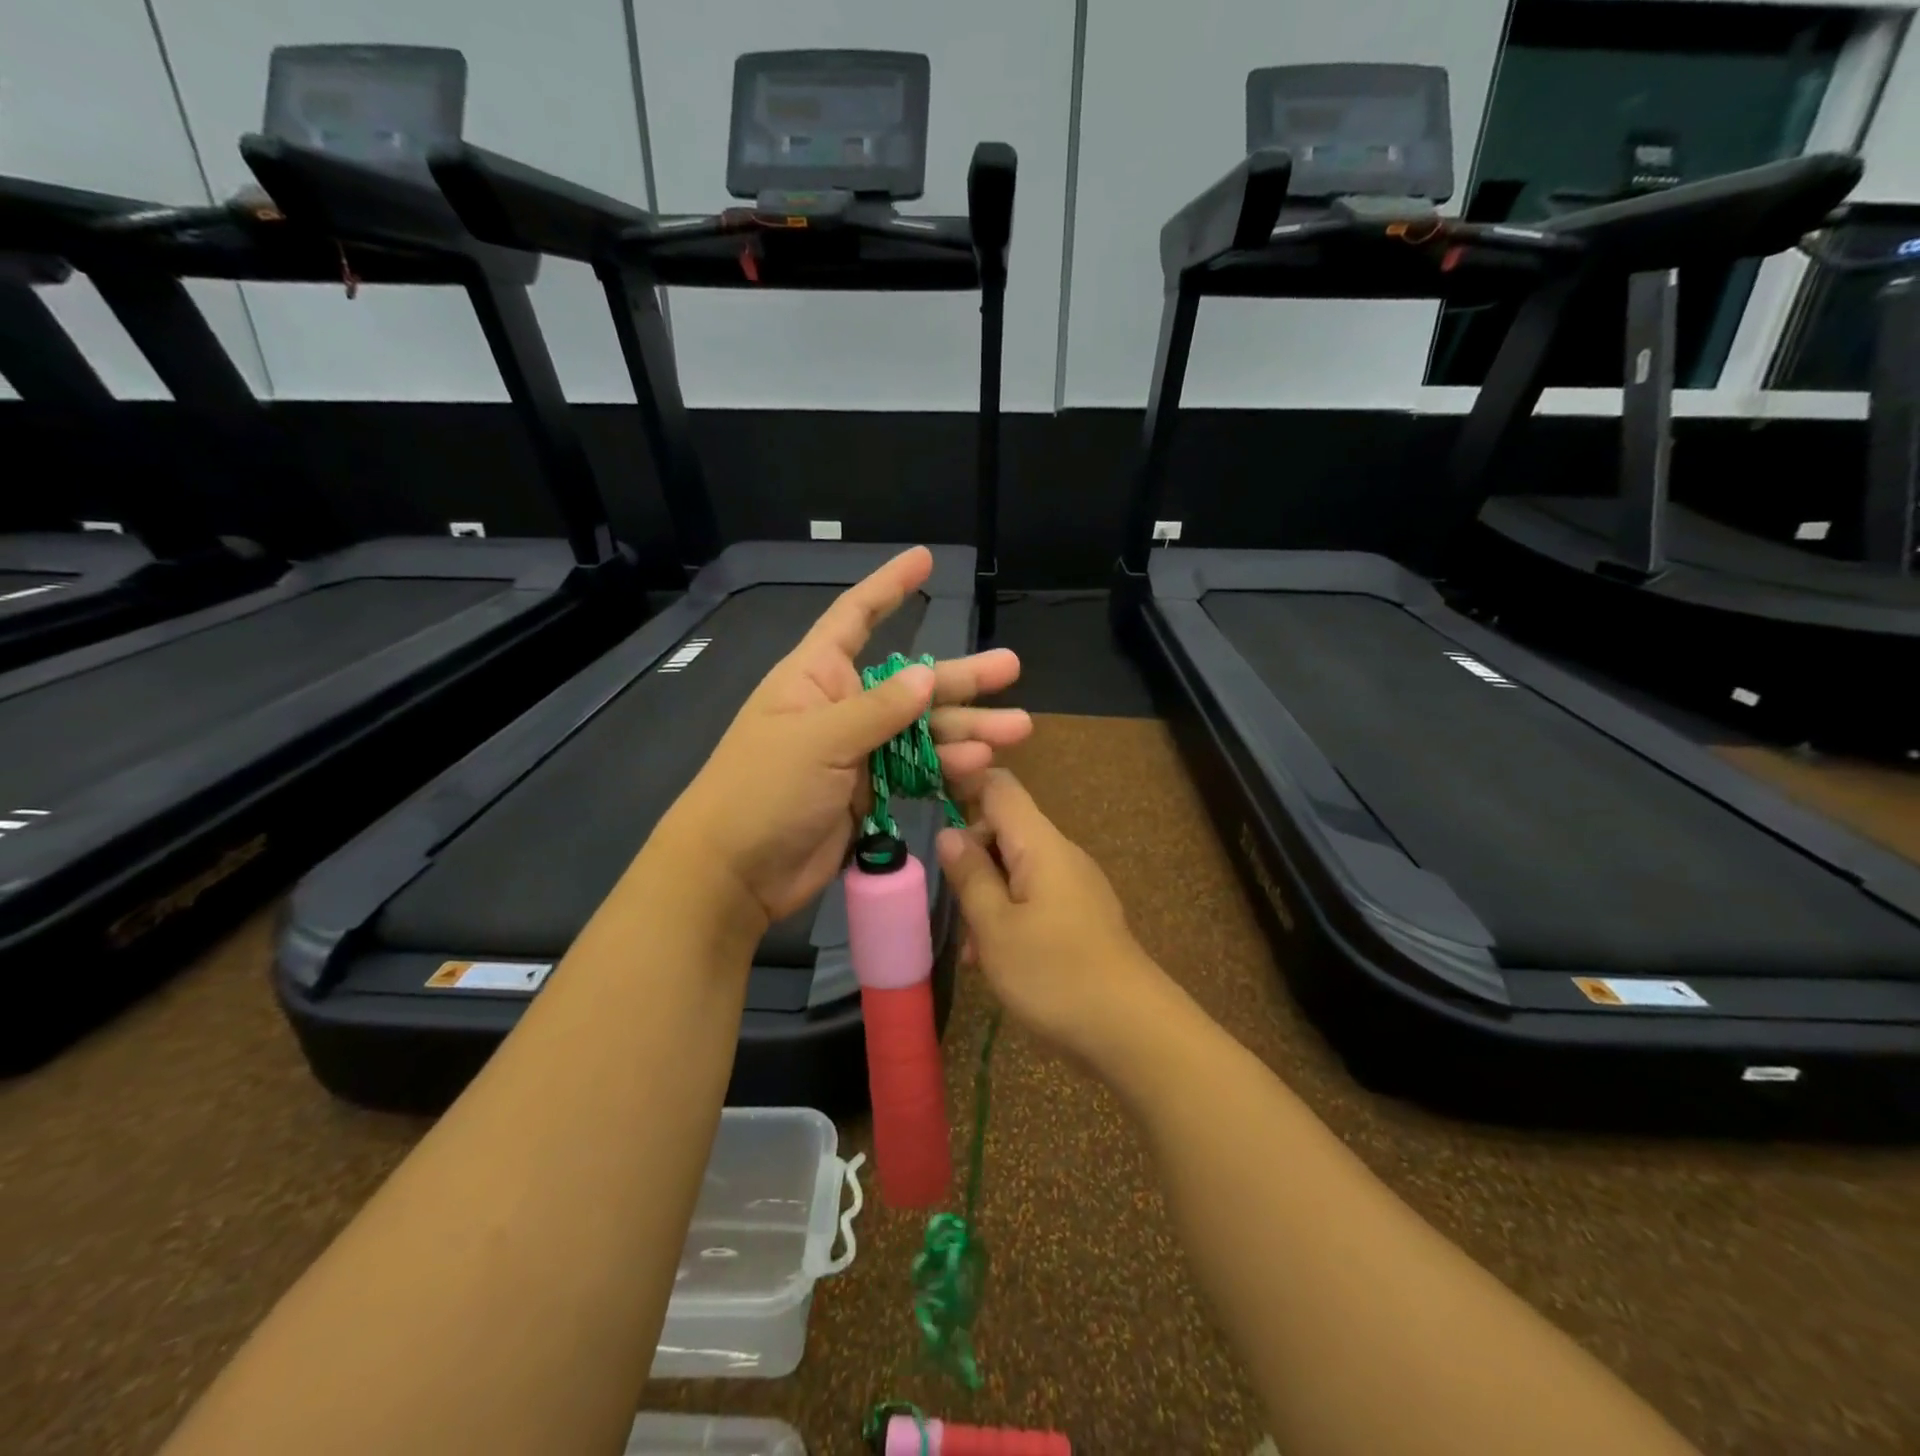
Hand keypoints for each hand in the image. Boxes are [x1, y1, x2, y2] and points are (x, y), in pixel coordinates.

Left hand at [662, 547, 1031, 927]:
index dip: (888, 588)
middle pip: (910, 682)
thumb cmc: (762, 790)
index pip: (855, 618)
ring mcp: (859, 752)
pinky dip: (947, 769)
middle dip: (961, 677)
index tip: (924, 560)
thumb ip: (877, 710)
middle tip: (1012, 667)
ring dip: (967, 730)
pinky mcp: (871, 792)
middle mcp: (842, 707)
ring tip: (1015, 729)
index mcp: (817, 677)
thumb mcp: (819, 740)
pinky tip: (980, 767)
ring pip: (923, 732)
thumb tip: (925, 677)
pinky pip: (918, 772)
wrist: (735, 872)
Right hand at [936, 769, 1178, 1069]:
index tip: (927, 812)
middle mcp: (1061, 854)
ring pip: (1017, 868)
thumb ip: (970, 876)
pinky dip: (1009, 915)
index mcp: (1040, 844)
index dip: (962, 786)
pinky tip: (996, 960)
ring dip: (987, 895)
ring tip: (973, 949)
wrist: (1131, 1029)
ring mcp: (1074, 884)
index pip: (999, 787)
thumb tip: (949, 832)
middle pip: (1005, 829)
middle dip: (971, 858)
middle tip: (953, 905)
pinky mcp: (1081, 914)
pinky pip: (1035, 896)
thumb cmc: (1054, 974)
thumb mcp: (996, 927)